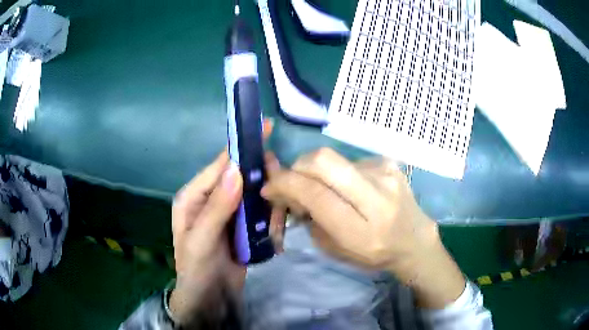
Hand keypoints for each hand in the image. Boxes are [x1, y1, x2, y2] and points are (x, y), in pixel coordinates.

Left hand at [169, 119, 284, 323]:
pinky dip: (271, 215)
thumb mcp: (202, 240)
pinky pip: (261, 210)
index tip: (265, 128)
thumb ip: (217, 207)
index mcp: (194, 196)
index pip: (219, 165)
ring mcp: (229, 212)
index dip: (241, 147)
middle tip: (281, 188)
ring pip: (255, 192)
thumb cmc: (197, 270)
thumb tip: (235, 169)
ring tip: (275, 222)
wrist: (209, 299)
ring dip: (269, 201)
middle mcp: (211, 199)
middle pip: (240, 175)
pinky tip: (275, 229)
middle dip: (261, 178)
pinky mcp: (242, 225)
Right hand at [261, 148, 465, 307]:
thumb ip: (311, 219)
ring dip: (318, 171)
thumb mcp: (336, 249)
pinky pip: (350, 161)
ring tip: (324, 189)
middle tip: (292, 180)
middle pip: (324, 161)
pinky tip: (348, 187)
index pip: (315, 194)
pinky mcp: (389, 163)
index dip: (285, 185)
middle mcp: (376, 196)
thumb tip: (290, 189)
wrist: (414, 240)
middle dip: (298, 166)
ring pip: (334, 158)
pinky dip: (339, 172)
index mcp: (360, 229)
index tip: (270, 188)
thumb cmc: (373, 253)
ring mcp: (385, 174)